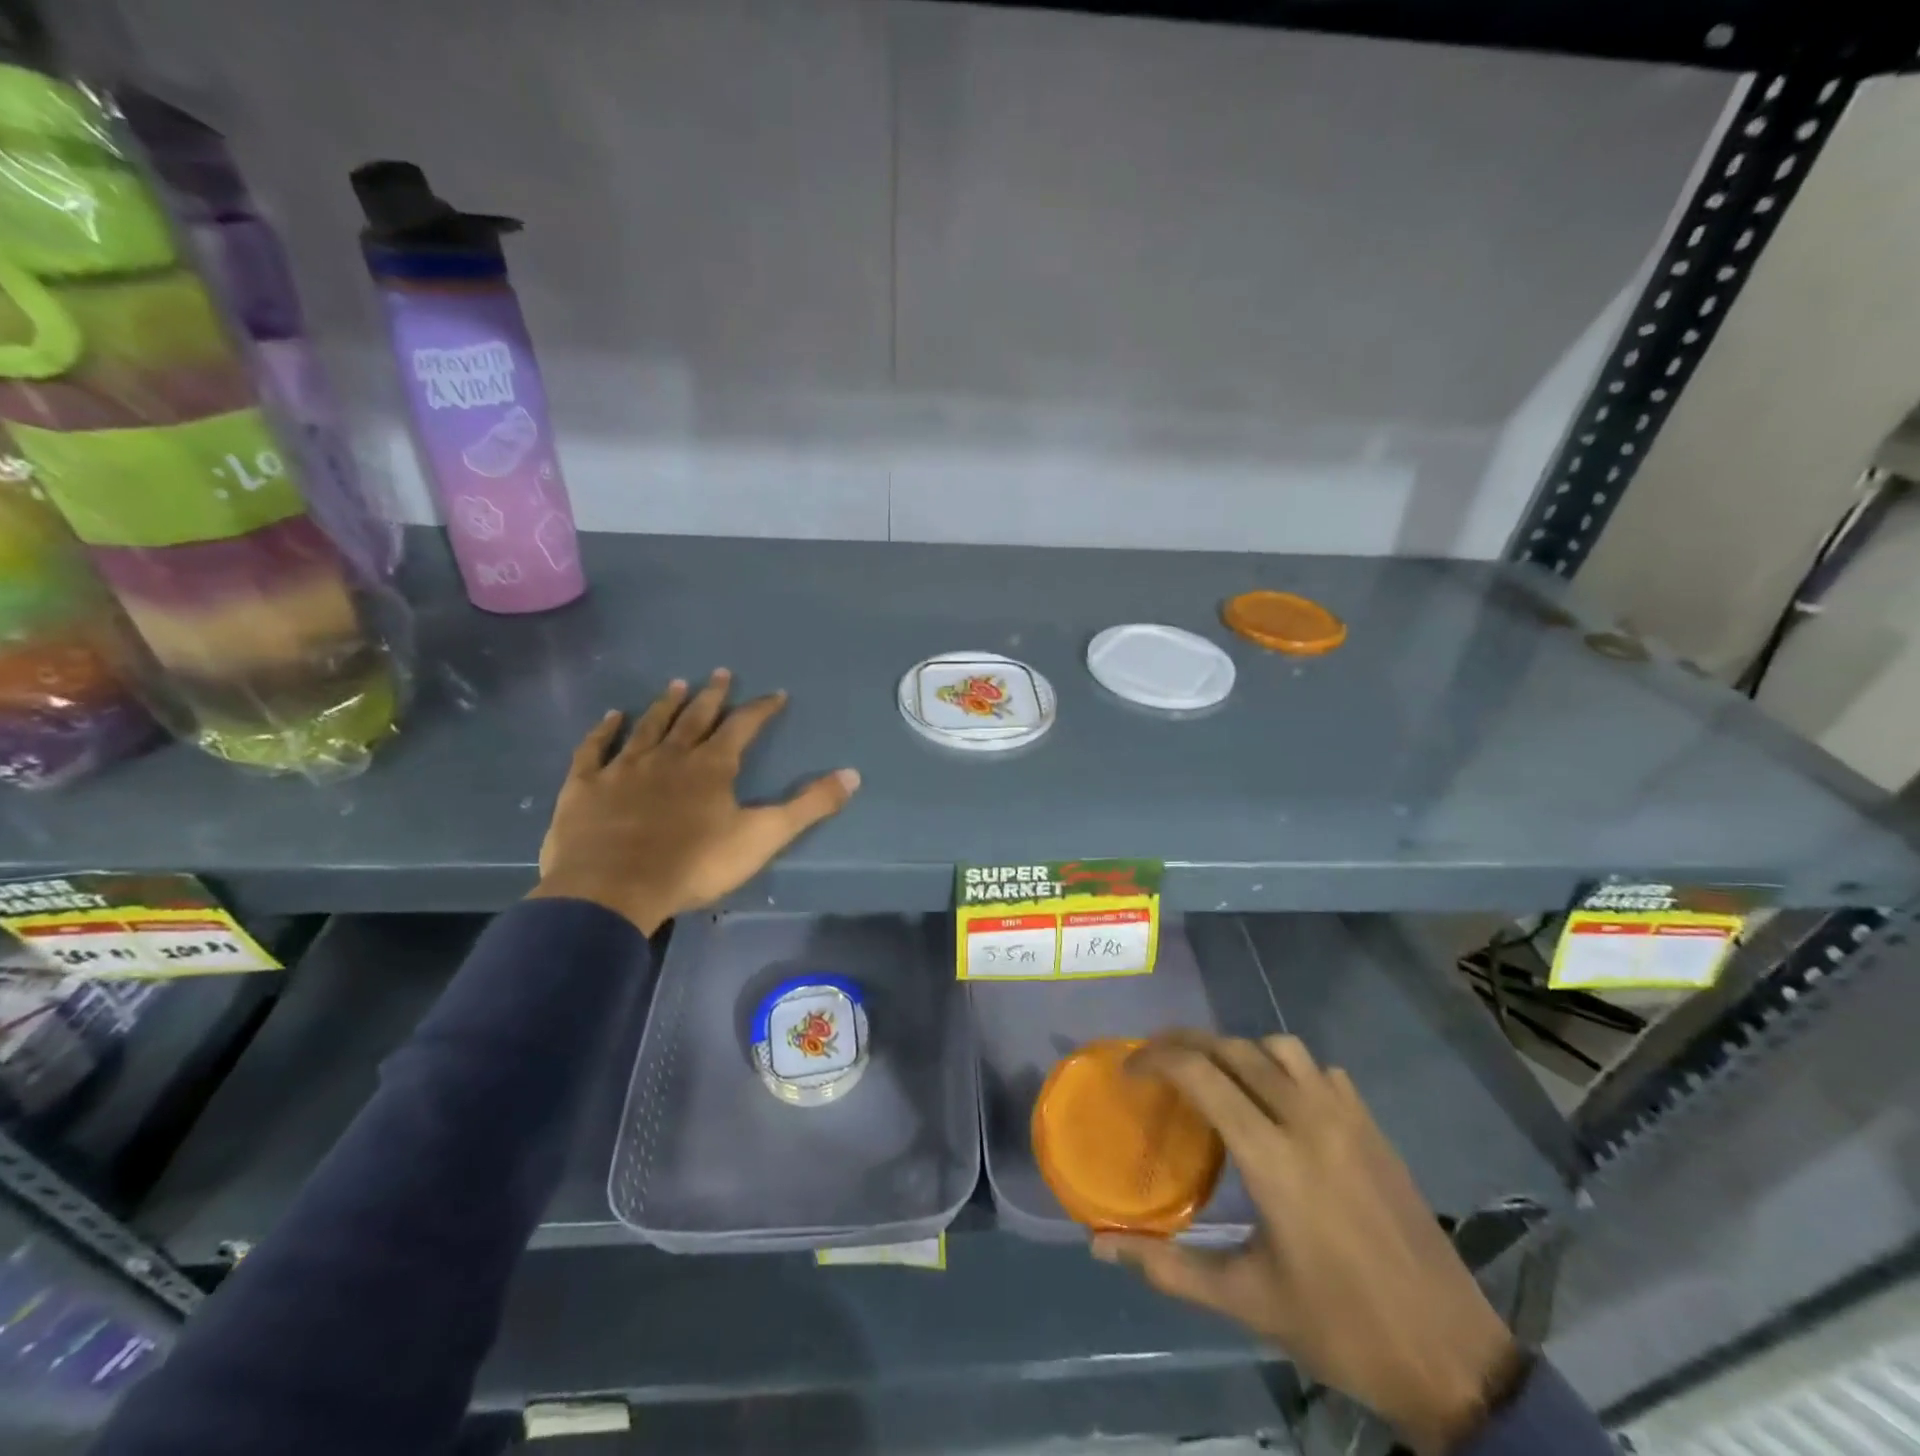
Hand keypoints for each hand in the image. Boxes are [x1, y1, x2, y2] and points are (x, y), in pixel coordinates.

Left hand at [531, 669, 859, 934]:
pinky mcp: (586, 786)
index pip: (743, 726)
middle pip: (695, 718)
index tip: (776, 694)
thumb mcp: (763, 837)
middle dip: (712, 695)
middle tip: (721, 673)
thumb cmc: (694, 864)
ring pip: (649, 727)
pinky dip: (604, 731)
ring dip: (664, 705)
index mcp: (712, 767)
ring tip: (676, 683)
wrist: (613, 889)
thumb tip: (853, 774)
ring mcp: (624, 768)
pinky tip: (611, 717)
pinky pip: (595, 749)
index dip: (761, 709)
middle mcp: (669, 756)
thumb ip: (808, 806)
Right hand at [1093, 1032, 1520, 1455]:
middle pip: (1233, 1048)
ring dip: (1238, 1050)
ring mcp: (1347, 1117)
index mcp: (1272, 1158)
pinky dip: (1286, 1068)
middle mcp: (1307, 1120)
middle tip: (1155, 1062)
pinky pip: (1319, 1070)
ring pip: (1279, 1047)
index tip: (1128, 1071)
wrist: (1452, 1357)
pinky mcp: (1373, 1127)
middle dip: (1185, 1043)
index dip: (1155, 1060)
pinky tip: (1278, 1101)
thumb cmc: (1340, 1329)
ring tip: (1215, 1077)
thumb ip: (1168, 1267)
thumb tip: (1100, 1246)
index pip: (1200, 1074)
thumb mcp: (1247, 1301)